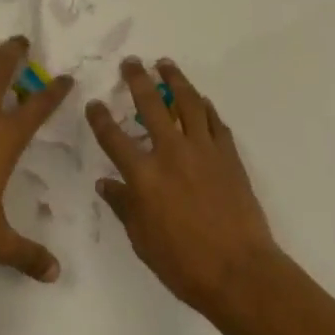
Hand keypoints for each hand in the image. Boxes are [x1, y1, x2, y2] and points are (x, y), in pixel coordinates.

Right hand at [88, 57, 281, 321]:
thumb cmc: (184, 264)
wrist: (240, 272)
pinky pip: (214, 121)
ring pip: (187, 102)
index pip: (114, 138)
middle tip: (131, 62)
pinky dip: (204, 106)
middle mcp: (171, 153)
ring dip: (174, 79)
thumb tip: (106, 183)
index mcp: (144, 176)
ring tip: (165, 64)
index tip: (94, 103)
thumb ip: (124, 206)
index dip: (100, 118)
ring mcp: (203, 149)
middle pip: (151, 104)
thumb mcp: (142, 240)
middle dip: (137, 79)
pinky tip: (199, 99)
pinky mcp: (228, 155)